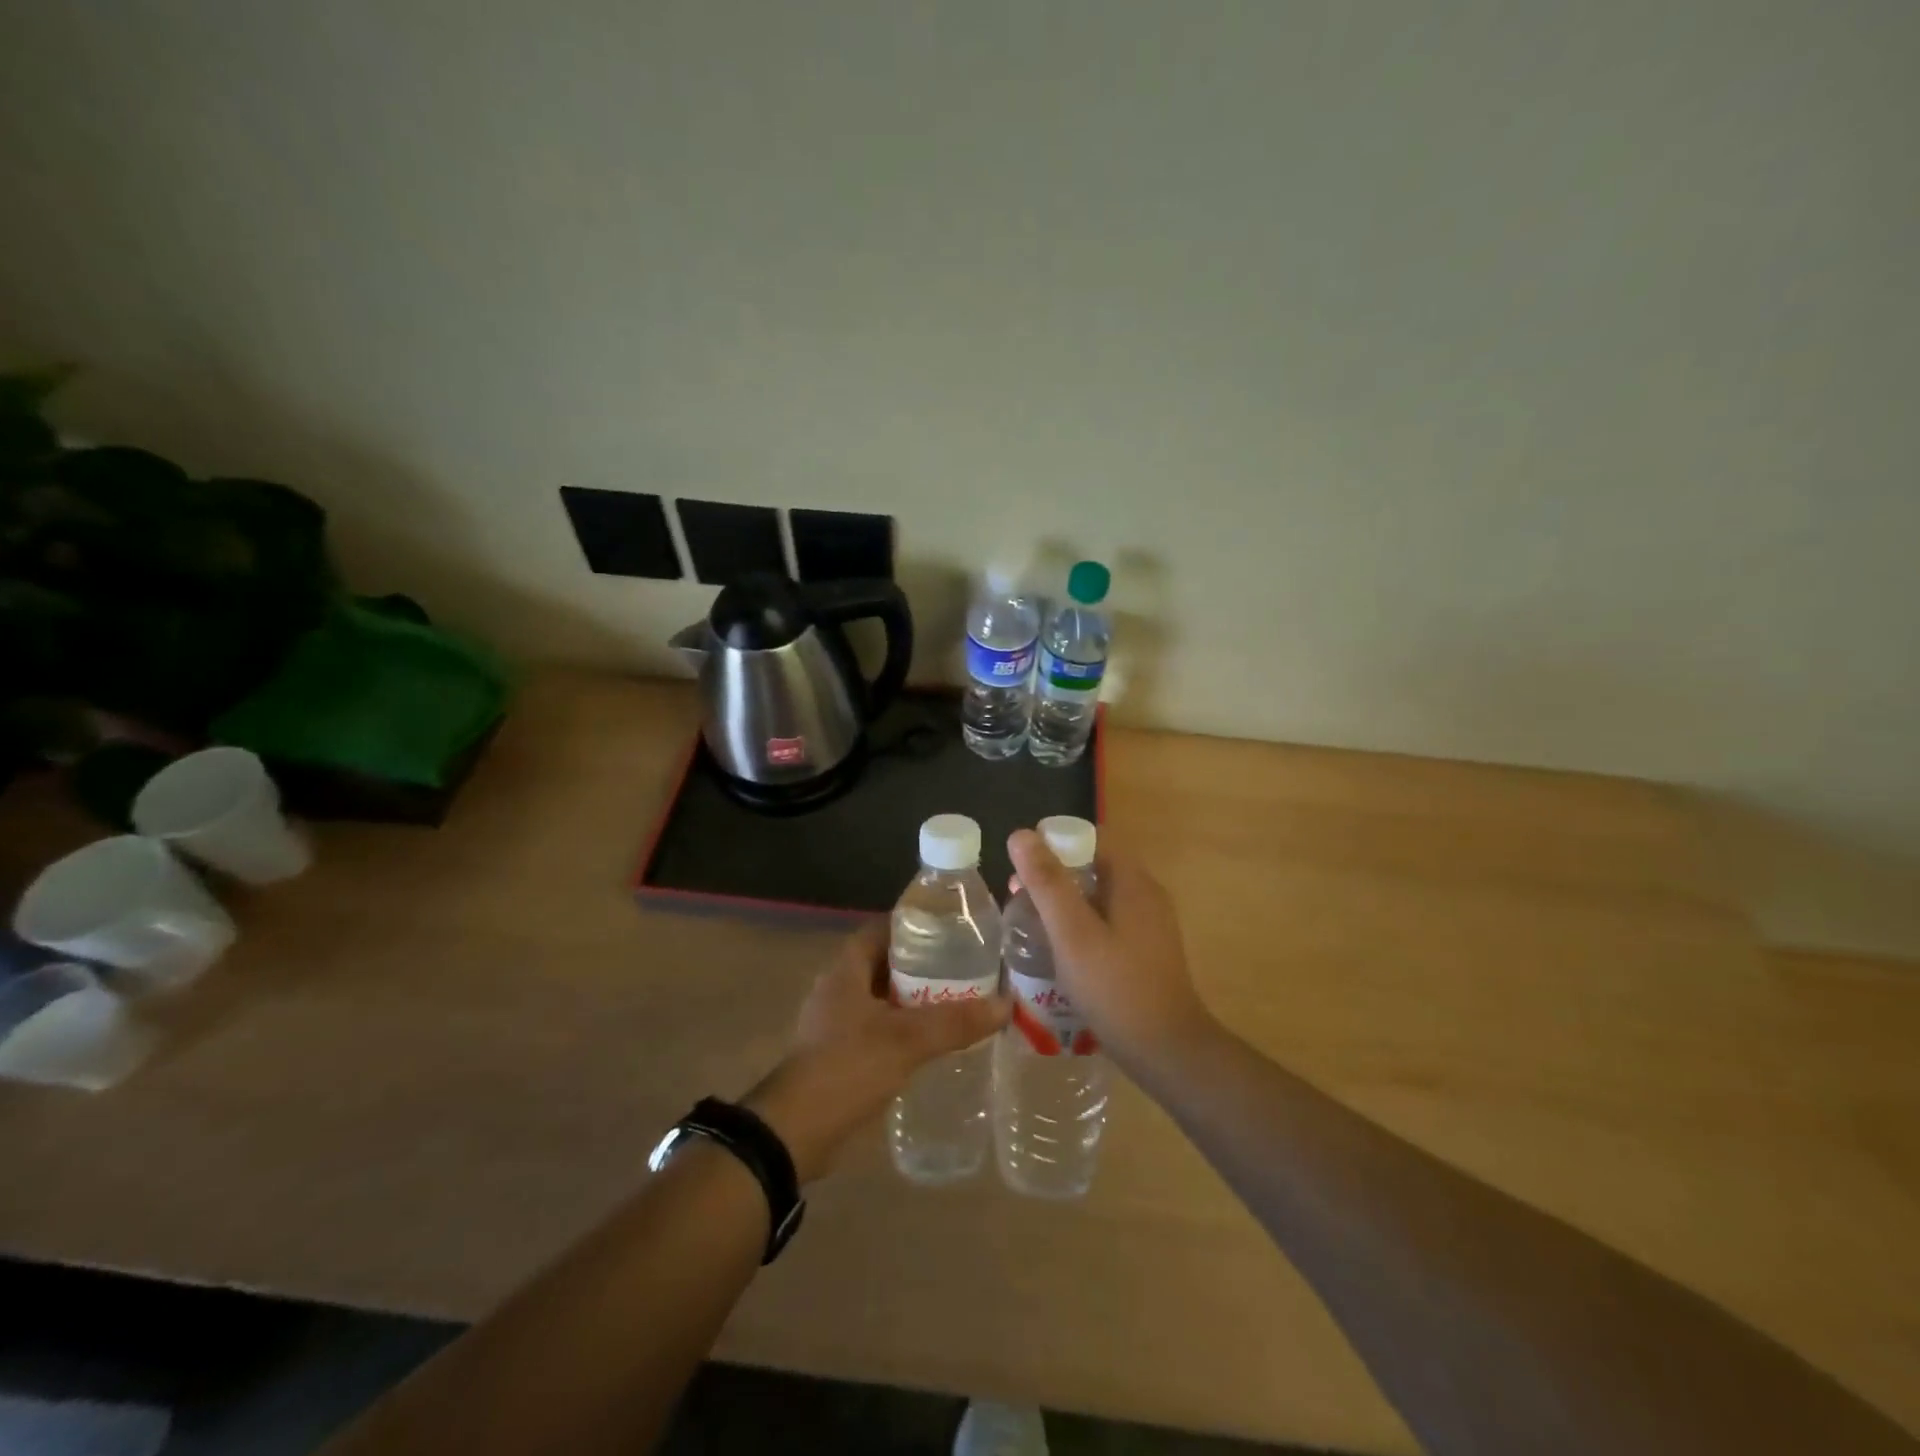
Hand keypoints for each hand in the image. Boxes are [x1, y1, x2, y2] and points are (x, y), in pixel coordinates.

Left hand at [745, 922, 1008, 1182]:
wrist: (795, 1133)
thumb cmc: (847, 1067)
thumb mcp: (906, 1040)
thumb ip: (955, 1021)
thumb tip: (1005, 1004)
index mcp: (846, 971)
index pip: (882, 931)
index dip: (914, 927)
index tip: (951, 930)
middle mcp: (839, 989)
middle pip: (885, 964)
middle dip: (922, 966)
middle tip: (965, 968)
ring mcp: (836, 1024)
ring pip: (884, 999)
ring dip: (915, 1000)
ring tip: (958, 1002)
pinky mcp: (840, 1055)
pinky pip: (879, 1030)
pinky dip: (904, 1030)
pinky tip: (934, 1043)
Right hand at [1007, 829, 1213, 1071]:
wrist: (1167, 1052)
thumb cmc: (1115, 987)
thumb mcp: (1072, 932)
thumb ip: (1047, 882)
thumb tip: (1021, 834)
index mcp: (1132, 880)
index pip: (1092, 837)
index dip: (1054, 842)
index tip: (1021, 865)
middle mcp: (1145, 894)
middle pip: (1093, 865)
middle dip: (1054, 875)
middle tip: (1018, 898)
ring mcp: (1149, 924)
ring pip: (1098, 896)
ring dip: (1064, 902)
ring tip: (1030, 925)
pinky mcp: (1146, 950)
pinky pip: (1107, 921)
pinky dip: (1080, 925)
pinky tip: (1059, 951)